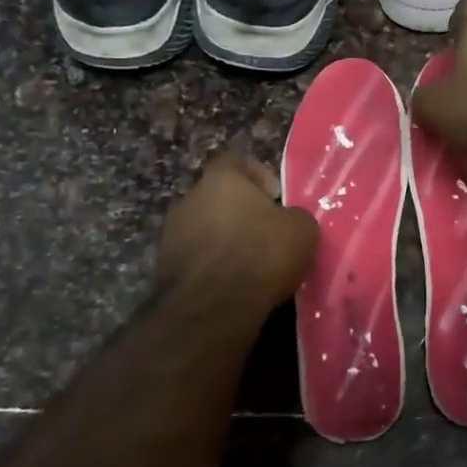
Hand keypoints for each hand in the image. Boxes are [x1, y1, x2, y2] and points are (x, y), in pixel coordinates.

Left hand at [157, 151, 317, 317]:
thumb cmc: (261, 254)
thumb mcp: (302, 230)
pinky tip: (234, 285)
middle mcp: (190, 197)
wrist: (212, 307)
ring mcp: (172, 232)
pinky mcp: (165, 266)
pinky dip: (214, 266)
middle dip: (243, 212)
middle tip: (268, 234)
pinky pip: (197, 257)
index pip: (238, 160)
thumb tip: (290, 220)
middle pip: (220, 196)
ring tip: (252, 264)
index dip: (260, 176)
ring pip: (207, 227)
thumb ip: (295, 215)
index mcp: (222, 178)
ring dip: (226, 240)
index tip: (277, 199)